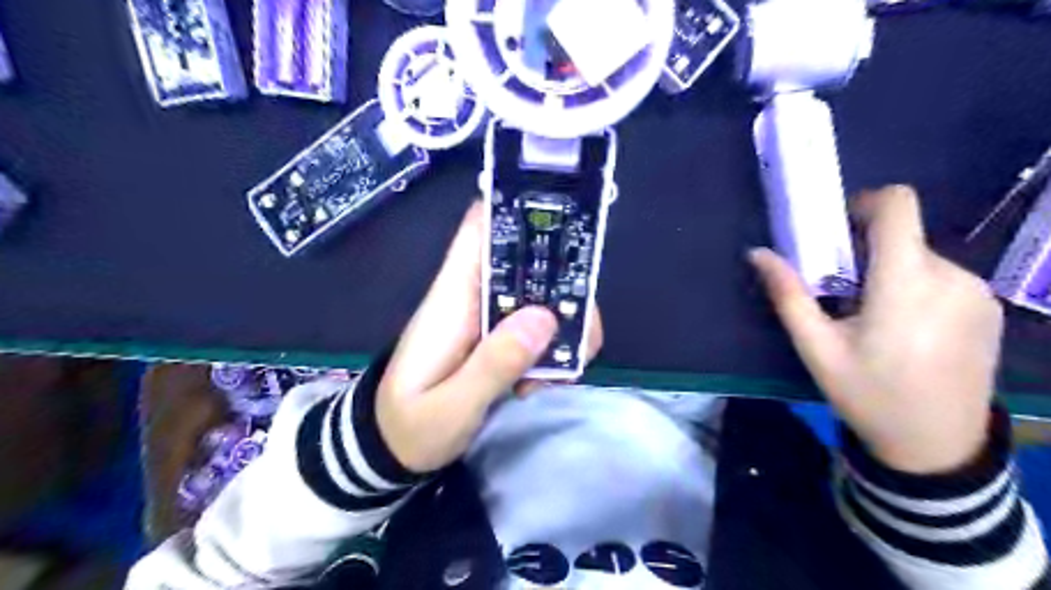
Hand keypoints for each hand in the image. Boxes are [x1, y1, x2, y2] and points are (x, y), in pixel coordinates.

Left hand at [374, 203, 602, 474]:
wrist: (390, 450)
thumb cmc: (409, 427)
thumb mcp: (449, 408)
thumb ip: (492, 366)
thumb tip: (545, 318)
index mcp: (452, 297)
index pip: (478, 229)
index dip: (516, 210)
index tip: (564, 218)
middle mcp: (473, 296)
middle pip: (528, 263)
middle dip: (565, 289)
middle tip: (581, 334)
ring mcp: (488, 318)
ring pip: (541, 296)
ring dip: (565, 327)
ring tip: (561, 372)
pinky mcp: (497, 339)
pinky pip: (538, 327)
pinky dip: (554, 348)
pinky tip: (547, 380)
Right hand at [751, 184, 1003, 473]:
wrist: (937, 447)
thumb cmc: (869, 396)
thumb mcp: (817, 349)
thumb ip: (789, 295)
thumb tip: (757, 253)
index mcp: (906, 283)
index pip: (897, 206)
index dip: (864, 203)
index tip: (837, 229)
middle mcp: (950, 276)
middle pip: (901, 236)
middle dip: (865, 252)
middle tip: (839, 292)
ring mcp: (976, 293)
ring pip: (920, 257)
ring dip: (888, 272)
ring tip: (870, 318)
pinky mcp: (987, 308)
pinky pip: (941, 277)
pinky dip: (914, 287)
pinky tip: (903, 330)